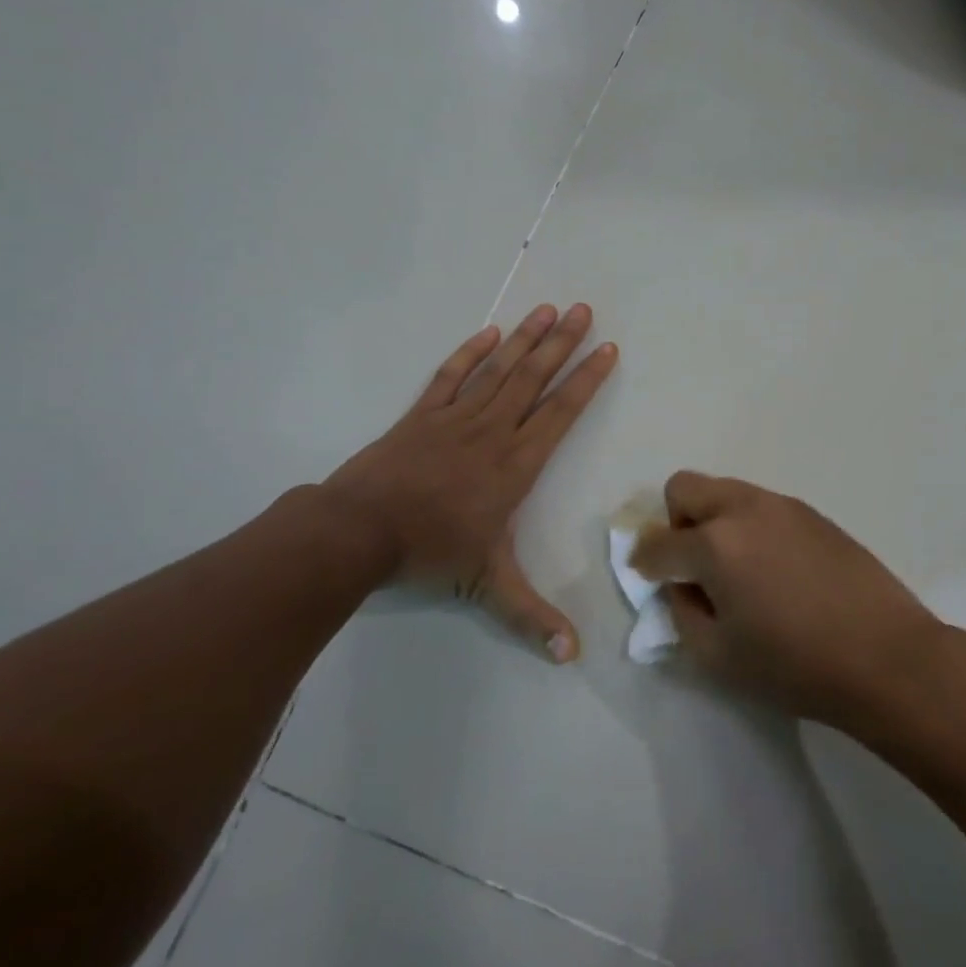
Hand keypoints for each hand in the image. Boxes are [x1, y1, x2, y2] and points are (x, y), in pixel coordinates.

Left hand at [323, 304, 617, 661]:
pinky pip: (450, 376)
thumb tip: (572, 658)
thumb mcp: (486, 587)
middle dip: (562, 343)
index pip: (561, 412)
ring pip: (498, 369)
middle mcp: (492, 431)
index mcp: (516, 464)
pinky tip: (489, 333)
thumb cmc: (429, 553)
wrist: (357, 532)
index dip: (586, 379)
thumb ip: (531, 617)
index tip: (607, 349)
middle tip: (584, 309)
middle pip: (533, 378)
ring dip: (524, 338)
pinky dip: (469, 353)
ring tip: (546, 308)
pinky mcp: (420, 415)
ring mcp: (454, 418)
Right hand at [630, 473, 944, 726]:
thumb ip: (683, 613)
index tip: (648, 578)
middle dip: (675, 522)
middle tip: (693, 566)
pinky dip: (750, 527)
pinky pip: (762, 506)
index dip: (643, 563)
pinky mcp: (813, 514)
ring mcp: (782, 506)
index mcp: (715, 544)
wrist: (887, 657)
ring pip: (726, 491)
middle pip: (685, 488)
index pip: (658, 543)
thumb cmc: (796, 665)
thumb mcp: (719, 656)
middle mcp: (744, 509)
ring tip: (738, 570)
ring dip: (714, 521)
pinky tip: (776, 570)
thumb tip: (681, 586)